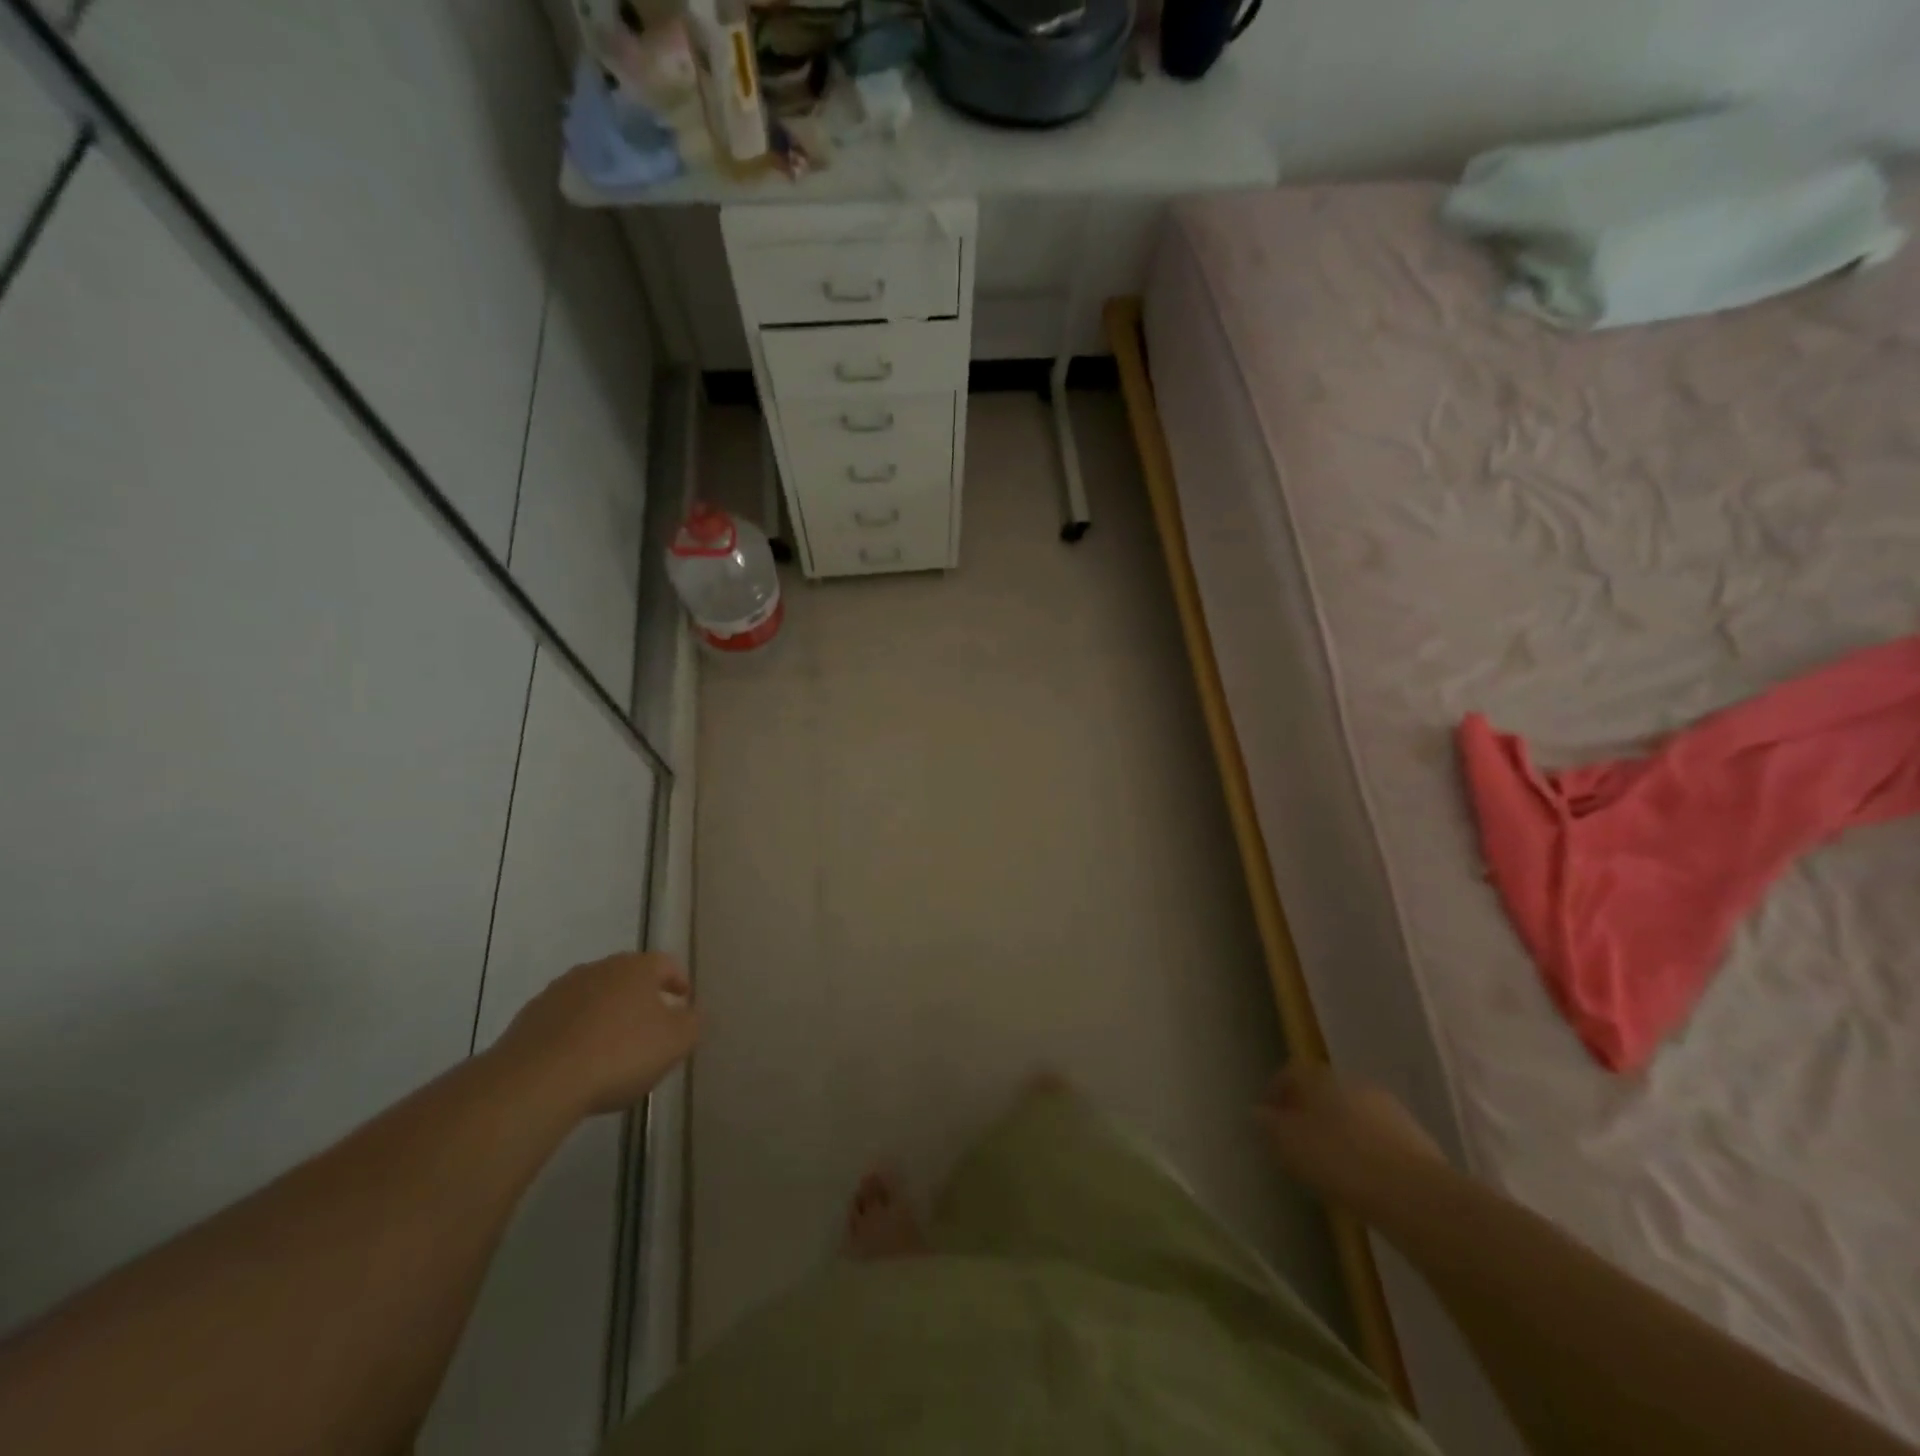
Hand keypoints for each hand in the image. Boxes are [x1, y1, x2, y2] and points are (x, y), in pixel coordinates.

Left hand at [494, 952, 700, 1116]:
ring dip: (605, 1014)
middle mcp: (598, 968)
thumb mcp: (675, 1042)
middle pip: (627, 977)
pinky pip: (564, 1020)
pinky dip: (576, 1033)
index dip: (678, 981)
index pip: (666, 963)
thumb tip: (689, 1012)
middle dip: (641, 998)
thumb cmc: (618, 1054)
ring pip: (593, 996)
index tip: (683, 1001)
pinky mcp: (529, 1018)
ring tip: (612, 1048)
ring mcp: (559, 991)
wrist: (536, 1081)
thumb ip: (691, 1022)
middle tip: (650, 1026)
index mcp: (636, 967)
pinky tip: (578, 1062)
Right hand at [1257, 1062, 1442, 1209]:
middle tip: (1296, 1141)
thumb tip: (1258, 1113)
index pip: (1290, 1073)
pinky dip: (1365, 1150)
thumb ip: (1269, 1126)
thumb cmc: (1340, 1160)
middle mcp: (1354, 1083)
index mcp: (1321, 1077)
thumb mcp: (1289, 1144)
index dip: (1275, 1093)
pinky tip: (1361, 1177)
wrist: (1415, 1195)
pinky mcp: (1416, 1139)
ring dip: (1339, 1131)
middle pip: (1323, 1092)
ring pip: (1353, 1114)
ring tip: (1329, 1164)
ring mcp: (1389, 1109)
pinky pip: (1377, 1138)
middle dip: (1308, 1112)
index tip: (1266, 1119)